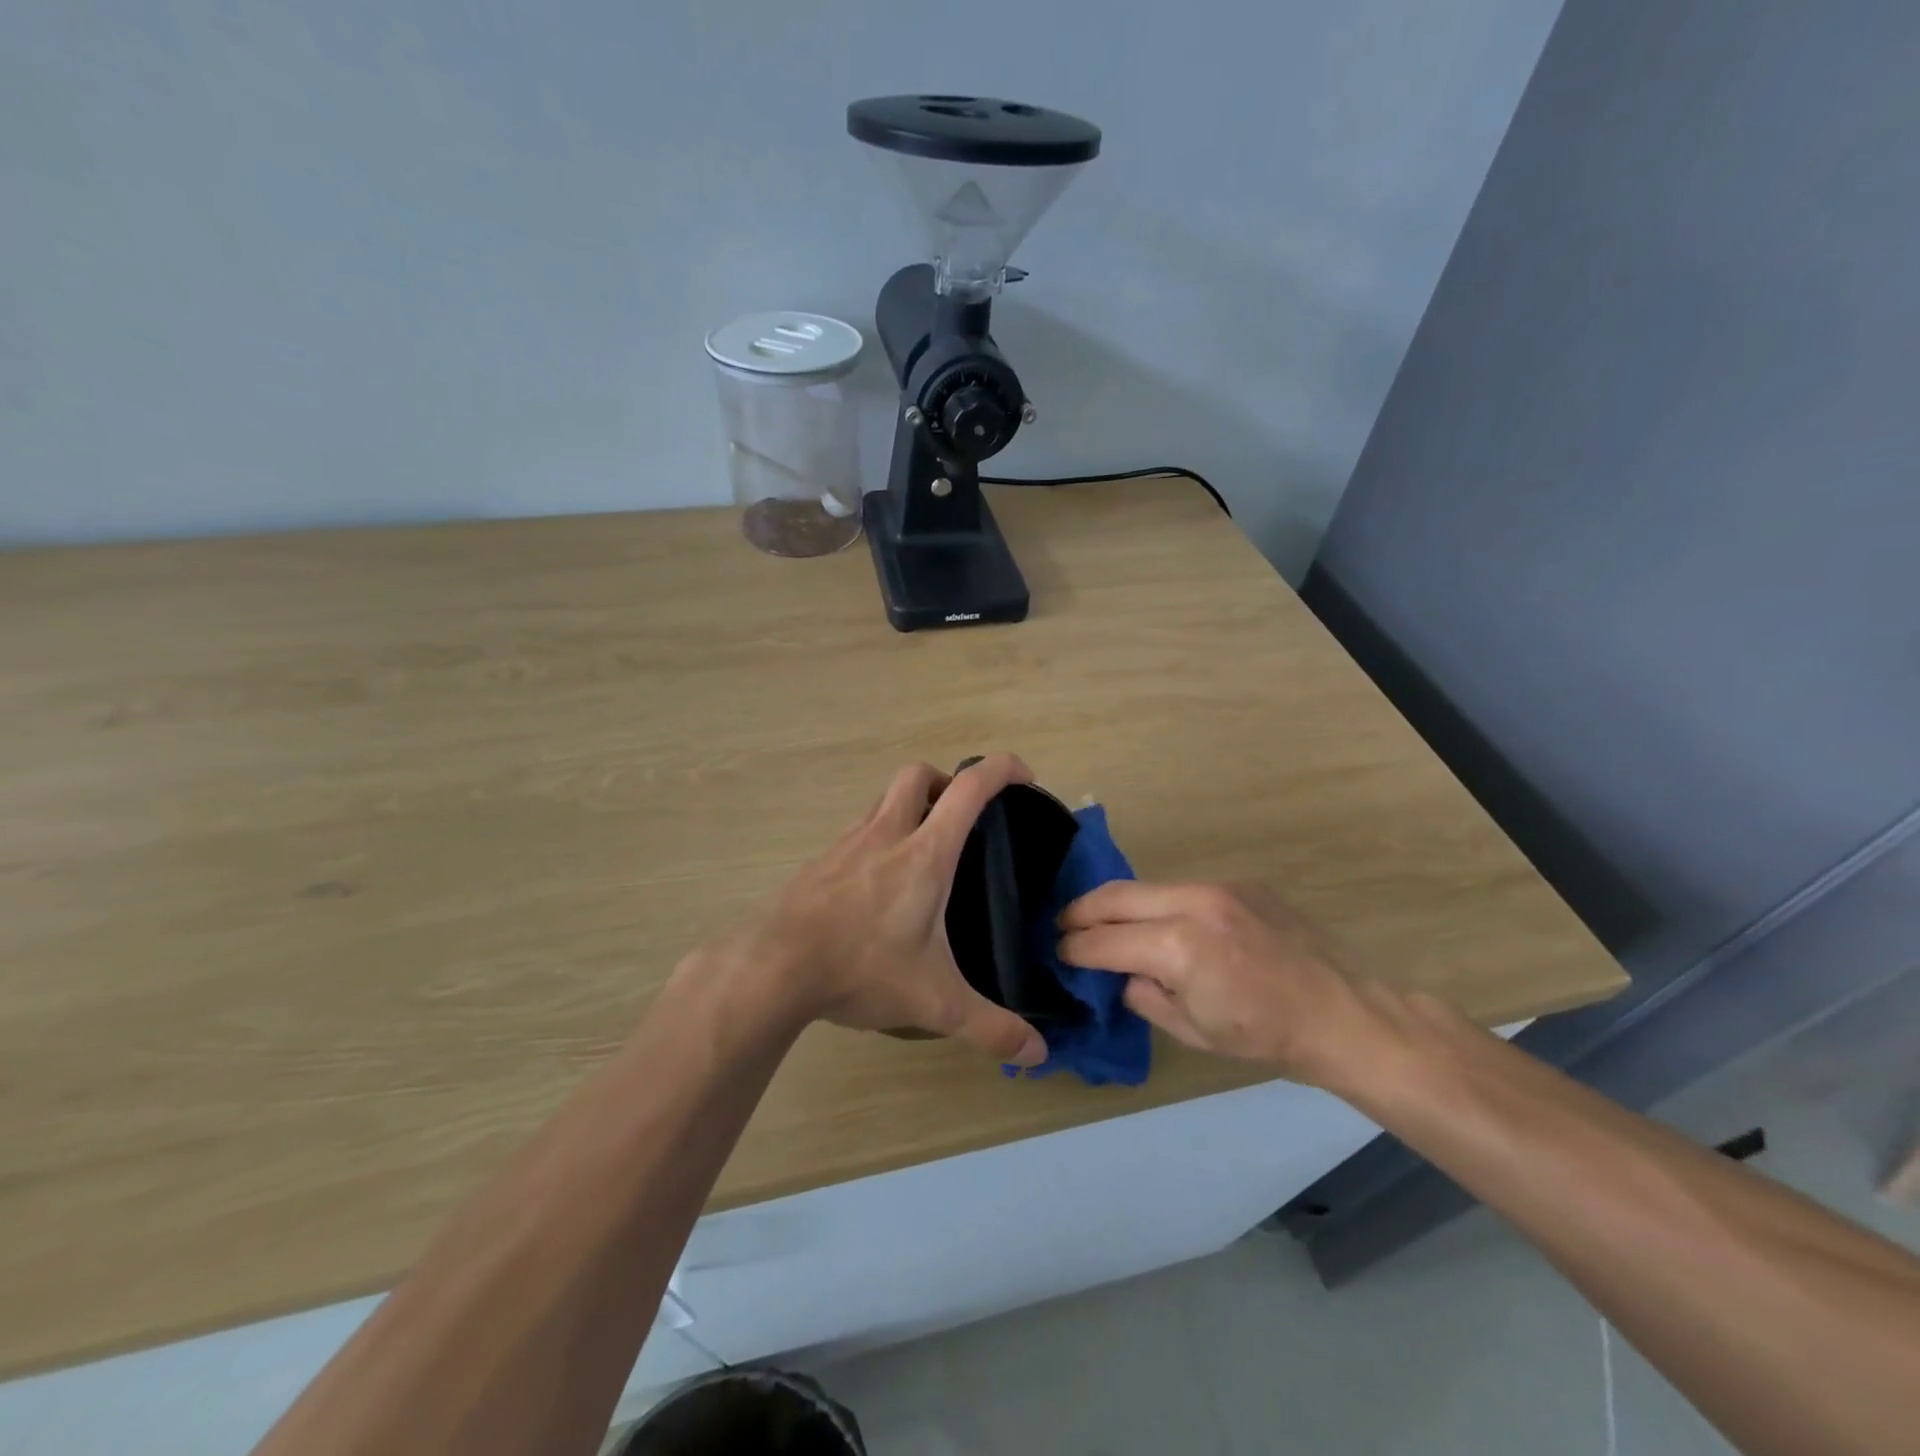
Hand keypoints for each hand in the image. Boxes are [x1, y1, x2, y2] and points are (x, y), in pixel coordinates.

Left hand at [691, 755, 1048, 1067]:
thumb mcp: (935, 1003)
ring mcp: (847, 843)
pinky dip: (877, 837)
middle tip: (962, 818)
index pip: (969, 787)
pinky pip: (856, 830)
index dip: (1001, 769)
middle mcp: (886, 833)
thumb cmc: (861, 968)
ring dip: (909, 806)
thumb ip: (990, 1027)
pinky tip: (878, 883)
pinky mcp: (820, 861)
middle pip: (918, 774)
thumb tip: (1038, 1052)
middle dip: (946, 782)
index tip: (1023, 777)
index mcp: (925, 853)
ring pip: (883, 799)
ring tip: (923, 851)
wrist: (773, 968)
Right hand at [1057, 882, 1388, 1088]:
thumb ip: (1143, 995)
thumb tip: (1119, 973)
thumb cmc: (1264, 1035)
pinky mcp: (1235, 883)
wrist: (1341, 1013)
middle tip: (1061, 926)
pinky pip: (1179, 889)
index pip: (1105, 941)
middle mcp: (1192, 903)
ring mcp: (1216, 887)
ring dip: (1117, 904)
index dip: (1074, 949)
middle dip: (1080, 911)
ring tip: (1100, 922)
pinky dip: (1155, 904)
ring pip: (1145, 887)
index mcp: (1179, 947)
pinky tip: (1156, 924)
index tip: (1057, 953)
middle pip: (1115, 896)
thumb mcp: (1191, 1030)